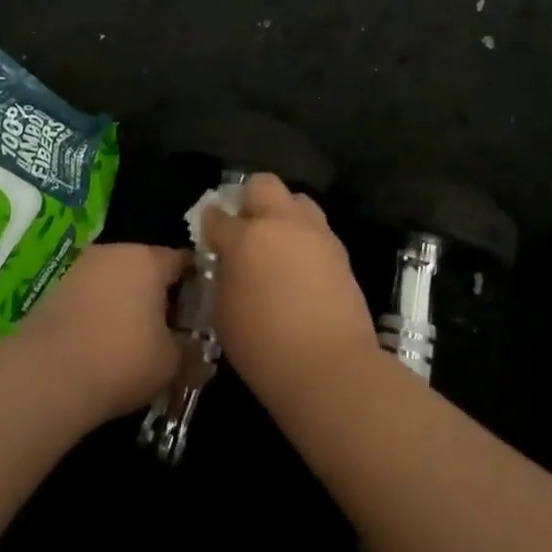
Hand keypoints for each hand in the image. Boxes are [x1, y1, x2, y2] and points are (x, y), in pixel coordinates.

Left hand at [19, 242, 188, 421]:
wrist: (46, 376)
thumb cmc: (123, 358)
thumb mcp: (172, 363)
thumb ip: (192, 352)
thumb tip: (202, 354)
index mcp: (148, 259)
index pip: (183, 260)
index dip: (197, 283)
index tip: (203, 309)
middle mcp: (113, 252)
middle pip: (146, 268)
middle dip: (159, 295)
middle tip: (172, 329)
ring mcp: (80, 269)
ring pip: (116, 282)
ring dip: (127, 304)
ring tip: (137, 342)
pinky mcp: (54, 291)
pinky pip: (91, 298)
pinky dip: (101, 315)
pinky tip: (104, 346)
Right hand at [202, 174, 377, 410]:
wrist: (329, 366)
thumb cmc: (264, 346)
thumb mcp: (224, 312)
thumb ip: (224, 276)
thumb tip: (231, 262)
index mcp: (245, 238)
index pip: (218, 216)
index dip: (211, 223)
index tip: (211, 235)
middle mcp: (281, 224)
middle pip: (263, 185)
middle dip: (250, 199)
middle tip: (246, 229)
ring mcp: (315, 234)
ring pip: (297, 200)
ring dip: (283, 214)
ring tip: (277, 245)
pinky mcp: (340, 251)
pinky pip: (317, 229)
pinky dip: (304, 238)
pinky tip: (299, 266)